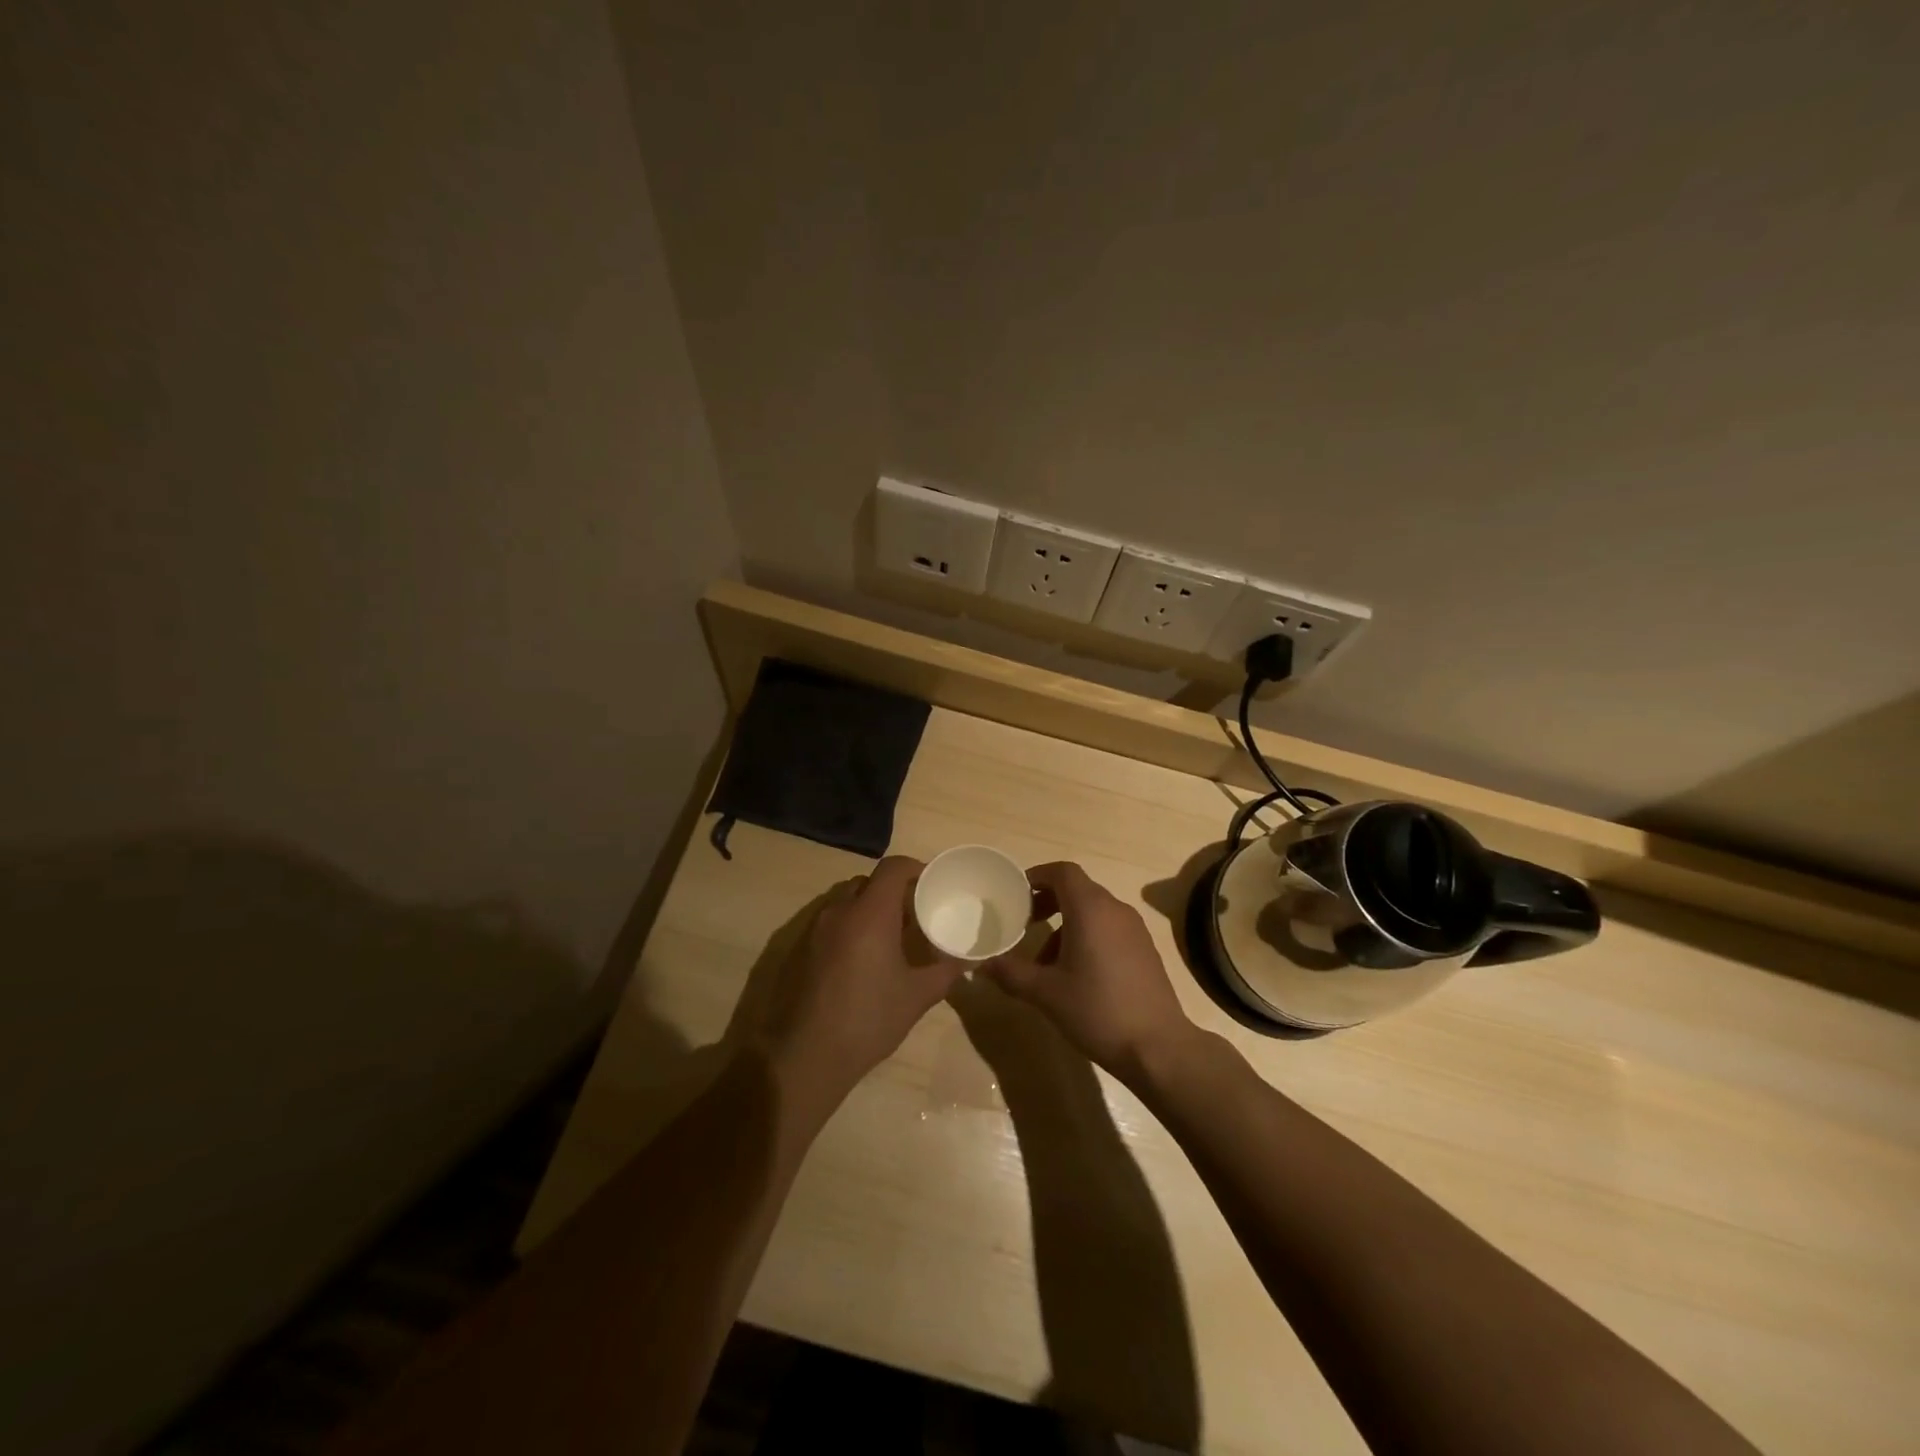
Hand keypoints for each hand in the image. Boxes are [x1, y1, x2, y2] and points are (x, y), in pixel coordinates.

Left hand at [755, 856, 966, 1108]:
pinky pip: (829, 922)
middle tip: (913, 915)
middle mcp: (839, 911)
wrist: (805, 1056)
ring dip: (868, 909)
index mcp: (870, 913)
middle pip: (868, 882)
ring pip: (845, 901)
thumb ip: (945, 971)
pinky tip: (861, 960)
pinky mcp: (798, 949)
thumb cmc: (868, 1020)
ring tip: (888, 938)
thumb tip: (967, 959)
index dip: (915, 868)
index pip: (893, 867)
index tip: (930, 885)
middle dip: (891, 891)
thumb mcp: (917, 996)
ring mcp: (814, 929)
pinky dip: (848, 927)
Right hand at [982, 861, 1195, 1082]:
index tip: (1016, 894)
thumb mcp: (1046, 993)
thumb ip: (1011, 973)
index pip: (1062, 872)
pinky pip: (1109, 928)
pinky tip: (1076, 974)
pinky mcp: (1145, 950)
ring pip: (1093, 911)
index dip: (1037, 876)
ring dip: (1066, 924)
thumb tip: (981, 965)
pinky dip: (1087, 936)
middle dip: (1048, 901)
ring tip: (1045, 960)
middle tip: (1025, 923)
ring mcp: (1134, 929)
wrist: (1157, 1047)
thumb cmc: (1097, 1010)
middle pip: (1077, 889)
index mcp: (1090, 909)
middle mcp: (1115, 910)